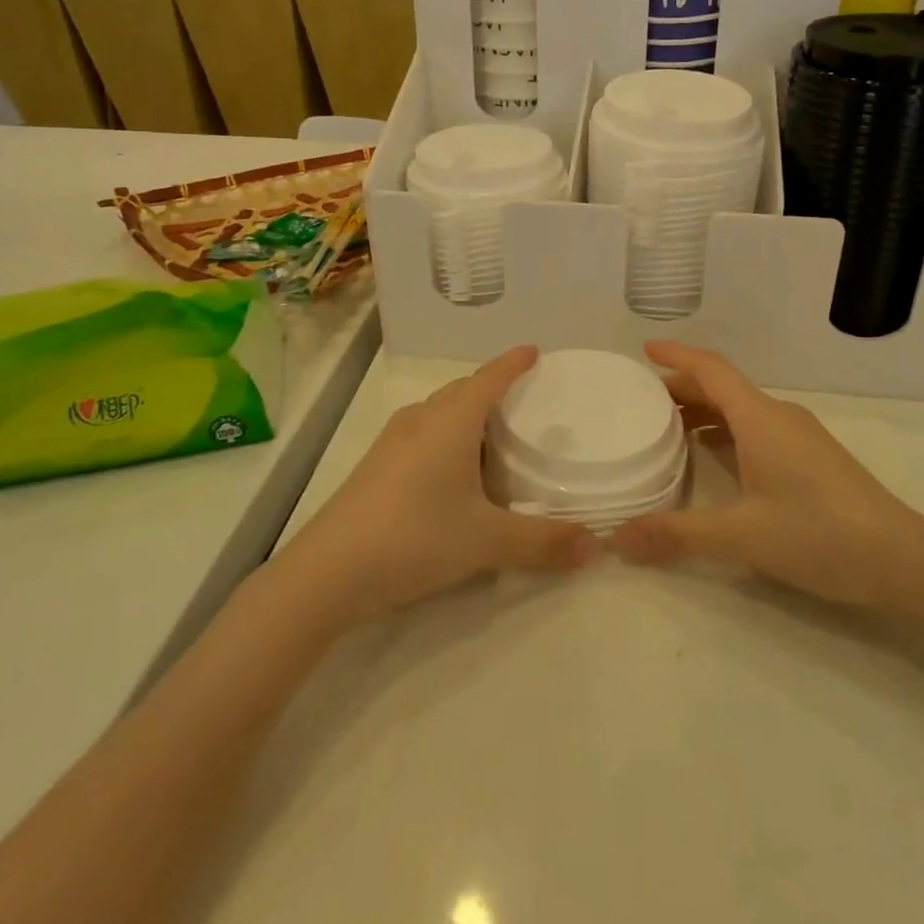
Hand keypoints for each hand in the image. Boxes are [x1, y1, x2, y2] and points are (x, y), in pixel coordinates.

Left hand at [285, 346, 599, 621]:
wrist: (328, 572)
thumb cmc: (414, 537)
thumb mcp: (486, 541)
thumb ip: (543, 542)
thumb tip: (596, 546)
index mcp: (451, 421)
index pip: (489, 378)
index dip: (513, 363)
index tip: (534, 351)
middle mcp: (421, 420)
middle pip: (463, 390)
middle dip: (492, 388)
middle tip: (524, 400)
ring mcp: (393, 442)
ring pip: (439, 413)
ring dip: (467, 415)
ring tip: (495, 436)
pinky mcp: (376, 467)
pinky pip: (423, 434)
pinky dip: (447, 438)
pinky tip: (454, 472)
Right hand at [611, 342, 923, 609]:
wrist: (903, 560)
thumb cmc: (819, 534)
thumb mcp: (741, 536)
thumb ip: (676, 535)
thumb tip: (617, 539)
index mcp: (760, 418)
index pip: (711, 369)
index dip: (676, 355)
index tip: (645, 349)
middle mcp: (779, 416)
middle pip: (722, 387)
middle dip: (681, 387)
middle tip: (641, 401)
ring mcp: (799, 436)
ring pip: (741, 409)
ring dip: (704, 411)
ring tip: (668, 429)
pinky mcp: (810, 457)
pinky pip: (756, 428)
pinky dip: (726, 431)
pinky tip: (714, 459)